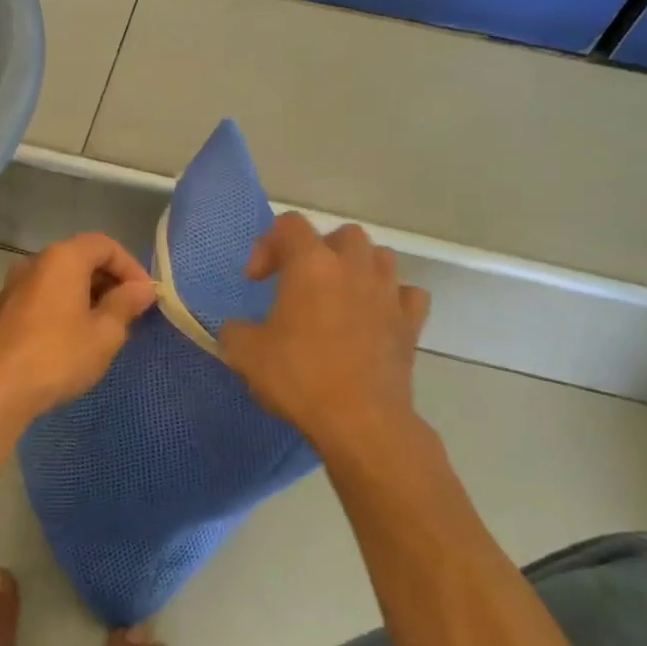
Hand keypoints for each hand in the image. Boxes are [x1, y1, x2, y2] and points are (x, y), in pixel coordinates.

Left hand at [0, 234, 155, 428]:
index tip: (145, 296)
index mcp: (63, 258)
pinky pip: (45, 294)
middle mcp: (36, 261)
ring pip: (62, 277)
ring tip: (106, 325)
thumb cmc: (59, 356)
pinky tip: (76, 335)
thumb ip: (126, 304)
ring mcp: (16, 284)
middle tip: (130, 310)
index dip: (131, 266)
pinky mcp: (5, 308)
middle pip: (81, 257)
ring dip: (88, 293)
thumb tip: (143, 288)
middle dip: (110, 279)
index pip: (105, 245)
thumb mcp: (105, 333)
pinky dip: (66, 304)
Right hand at [219, 214, 428, 449]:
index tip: (256, 280)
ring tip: (341, 295)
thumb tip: (238, 330)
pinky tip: (377, 317)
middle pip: (342, 234)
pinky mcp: (411, 323)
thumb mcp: (245, 353)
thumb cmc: (299, 377)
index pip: (289, 225)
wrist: (360, 420)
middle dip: (320, 251)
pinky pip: (408, 294)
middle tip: (302, 282)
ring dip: (359, 268)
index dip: (267, 244)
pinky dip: (394, 299)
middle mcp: (354, 267)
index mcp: (311, 264)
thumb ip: (235, 330)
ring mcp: (388, 293)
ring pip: (380, 256)